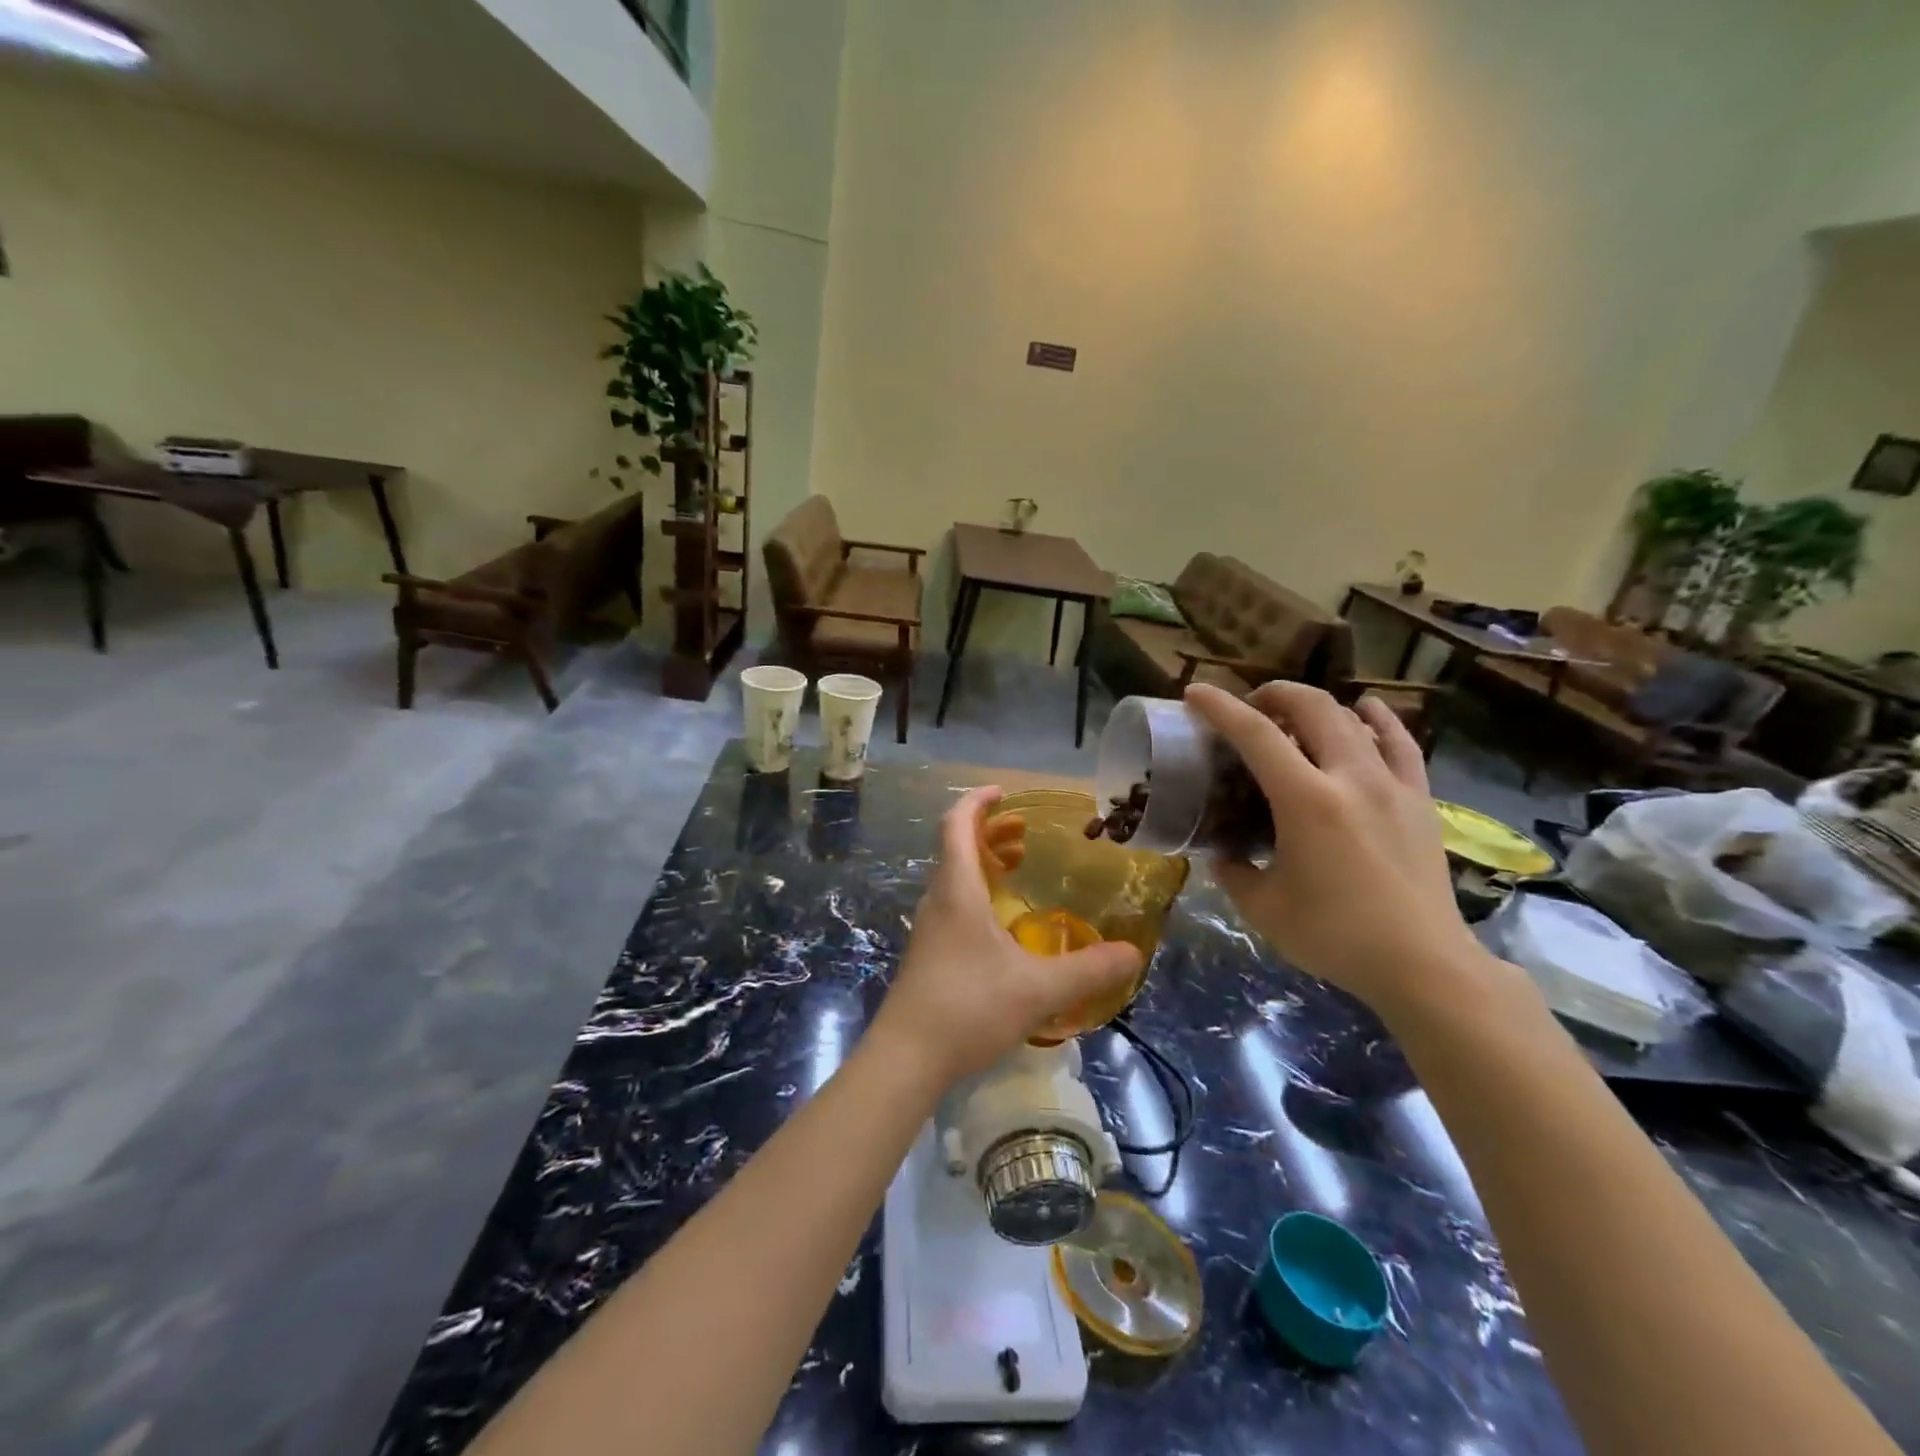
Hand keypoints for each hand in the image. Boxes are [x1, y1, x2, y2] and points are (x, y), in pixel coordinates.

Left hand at [872, 786, 1141, 1083]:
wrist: (906, 1058)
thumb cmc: (968, 1007)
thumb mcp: (1038, 989)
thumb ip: (1088, 970)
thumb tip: (1133, 953)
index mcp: (957, 890)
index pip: (956, 824)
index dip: (977, 802)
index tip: (1003, 793)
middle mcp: (938, 900)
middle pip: (956, 848)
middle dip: (989, 832)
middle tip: (1025, 834)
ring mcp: (929, 928)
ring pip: (954, 878)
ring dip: (983, 863)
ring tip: (1018, 869)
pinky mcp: (928, 953)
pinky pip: (953, 904)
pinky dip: (978, 894)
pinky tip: (1003, 924)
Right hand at [1185, 681, 1490, 1016]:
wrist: (1423, 964)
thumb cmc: (1335, 936)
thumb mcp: (1263, 908)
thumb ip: (1233, 872)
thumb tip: (1222, 853)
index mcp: (1306, 801)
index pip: (1256, 735)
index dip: (1220, 707)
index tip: (1195, 693)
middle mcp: (1350, 778)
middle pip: (1312, 707)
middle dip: (1274, 694)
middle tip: (1250, 707)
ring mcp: (1392, 784)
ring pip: (1353, 718)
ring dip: (1317, 705)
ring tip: (1295, 716)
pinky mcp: (1419, 799)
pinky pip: (1401, 742)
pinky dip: (1378, 719)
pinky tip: (1366, 710)